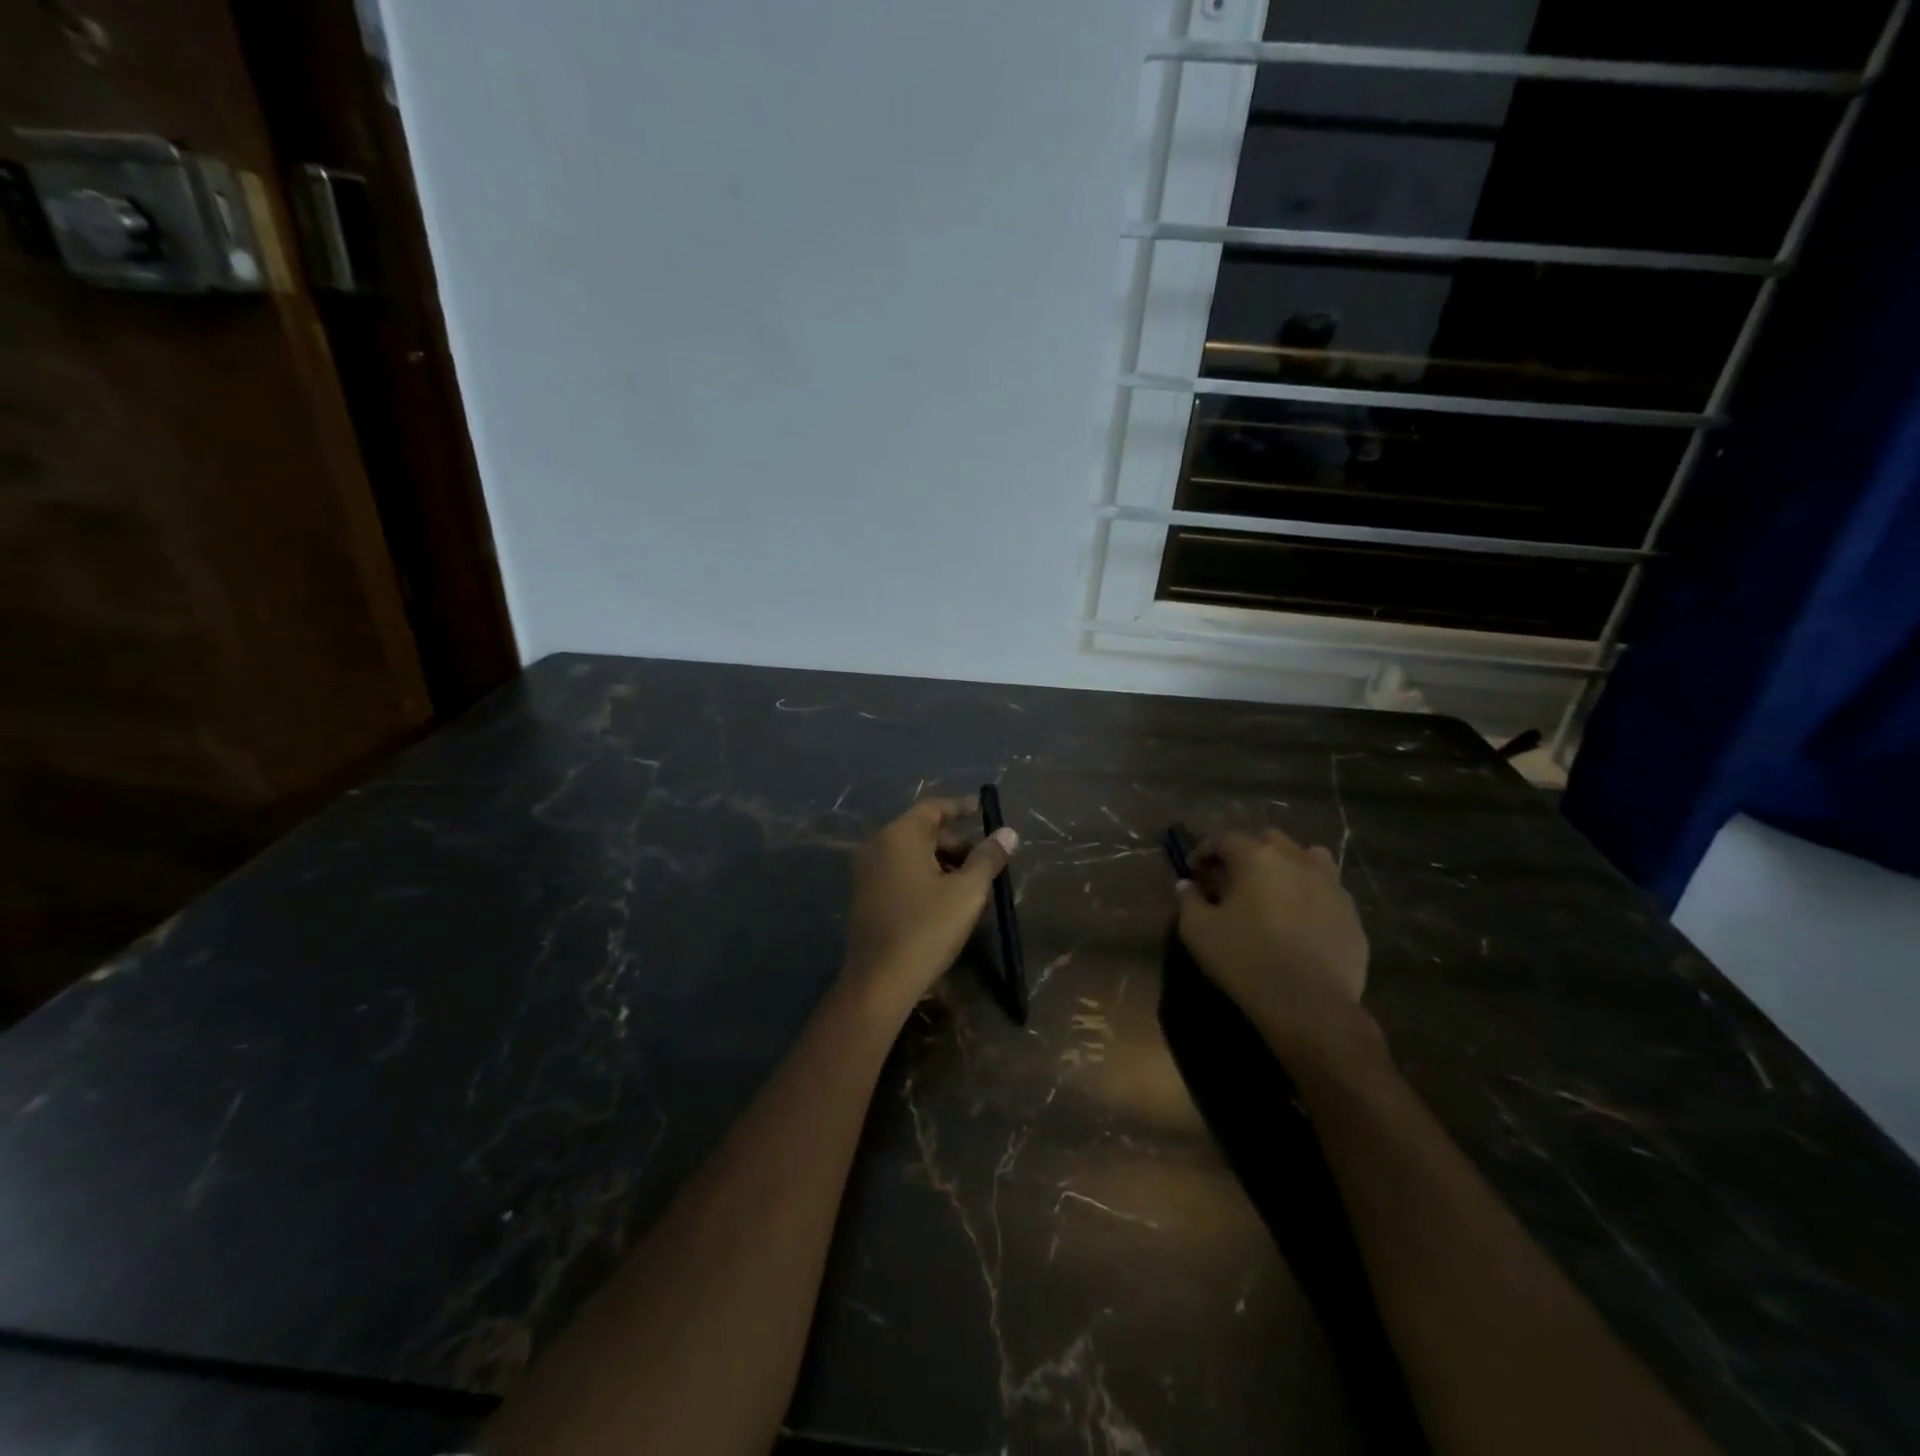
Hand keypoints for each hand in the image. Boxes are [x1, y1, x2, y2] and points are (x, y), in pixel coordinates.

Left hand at [842, 794, 1018, 1016]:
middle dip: (958, 844)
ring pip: (913, 856)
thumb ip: (988, 858)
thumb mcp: (968, 892)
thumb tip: (1007, 832)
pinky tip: (947, 903)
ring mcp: (868, 873)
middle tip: (987, 863)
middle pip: (924, 832)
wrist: (879, 982)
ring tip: (973, 889)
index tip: (982, 810)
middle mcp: (878, 847)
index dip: (960, 806)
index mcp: (900, 836)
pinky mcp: (866, 897)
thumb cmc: (927, 929)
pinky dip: (926, 878)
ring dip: (944, 864)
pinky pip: (901, 874)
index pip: (933, 807)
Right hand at [1176, 828, 1371, 1059]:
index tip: (1194, 870)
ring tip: (1274, 890)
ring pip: (1307, 857)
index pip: (1223, 839)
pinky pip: (1327, 890)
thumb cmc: (1246, 960)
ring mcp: (1330, 884)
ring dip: (1286, 865)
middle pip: (1268, 840)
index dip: (1204, 851)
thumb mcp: (1198, 931)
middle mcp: (1296, 859)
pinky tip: (1300, 919)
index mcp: (1257, 857)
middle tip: (1232, 878)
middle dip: (1246, 852)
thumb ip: (1189, 900)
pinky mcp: (1351, 913)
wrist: (1310, 1005)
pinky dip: (1310, 894)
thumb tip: (1187, 885)